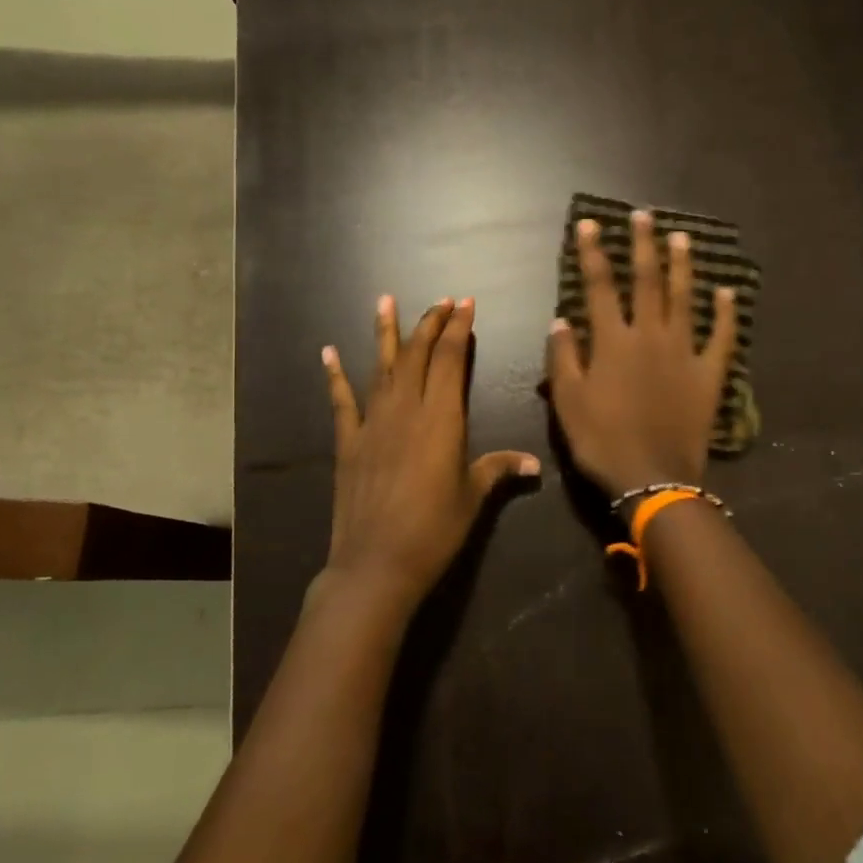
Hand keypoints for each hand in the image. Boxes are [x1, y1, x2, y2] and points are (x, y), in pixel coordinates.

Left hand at [319, 295, 540, 615]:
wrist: (377, 562)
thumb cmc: (434, 529)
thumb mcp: (473, 497)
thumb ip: (499, 470)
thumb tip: (534, 463)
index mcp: (442, 417)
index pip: (450, 359)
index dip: (458, 328)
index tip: (464, 304)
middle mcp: (406, 408)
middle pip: (417, 354)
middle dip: (430, 323)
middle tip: (440, 301)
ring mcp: (373, 422)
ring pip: (381, 366)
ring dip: (385, 332)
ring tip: (384, 300)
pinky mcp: (348, 441)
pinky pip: (342, 400)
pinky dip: (335, 375)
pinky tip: (328, 352)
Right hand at [546, 210, 737, 496]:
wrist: (653, 478)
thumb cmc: (602, 441)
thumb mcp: (568, 402)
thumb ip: (563, 358)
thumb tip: (561, 319)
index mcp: (613, 341)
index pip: (600, 286)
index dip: (593, 253)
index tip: (589, 224)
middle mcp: (650, 336)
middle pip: (647, 281)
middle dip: (643, 245)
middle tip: (644, 215)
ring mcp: (684, 352)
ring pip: (685, 299)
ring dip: (683, 266)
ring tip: (681, 237)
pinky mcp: (709, 374)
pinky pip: (722, 338)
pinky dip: (727, 314)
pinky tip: (729, 292)